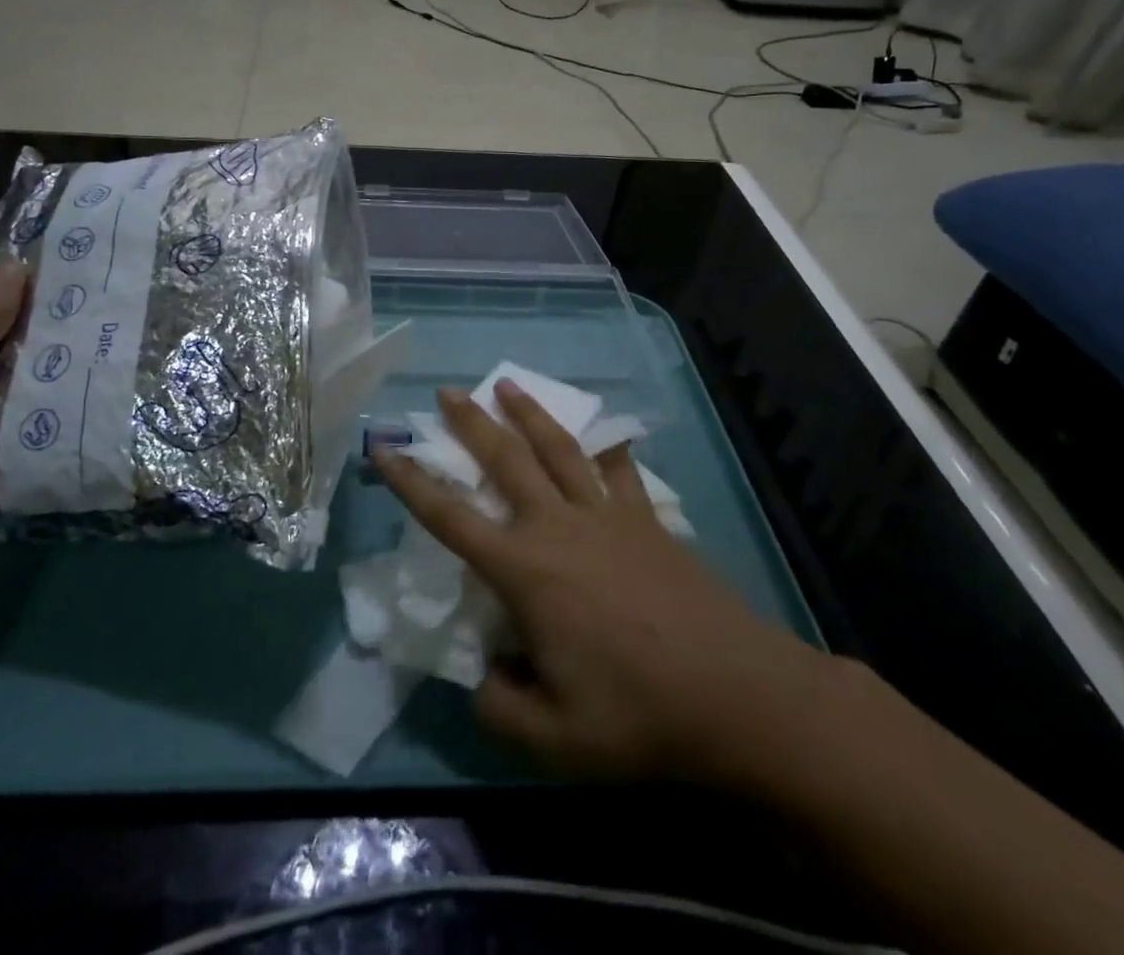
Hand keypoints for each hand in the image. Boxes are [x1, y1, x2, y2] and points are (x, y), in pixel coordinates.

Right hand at [376, 380, 833, 789]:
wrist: (739, 695)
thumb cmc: (639, 716)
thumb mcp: (554, 739)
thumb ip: (501, 707)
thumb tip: (482, 678)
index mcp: (525, 571)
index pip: (450, 517)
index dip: (410, 481)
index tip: (384, 446)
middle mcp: (559, 527)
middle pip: (505, 460)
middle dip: (471, 423)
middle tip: (447, 391)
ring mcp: (608, 516)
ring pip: (559, 449)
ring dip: (530, 414)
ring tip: (508, 385)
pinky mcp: (648, 520)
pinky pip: (620, 471)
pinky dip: (607, 447)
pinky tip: (606, 430)